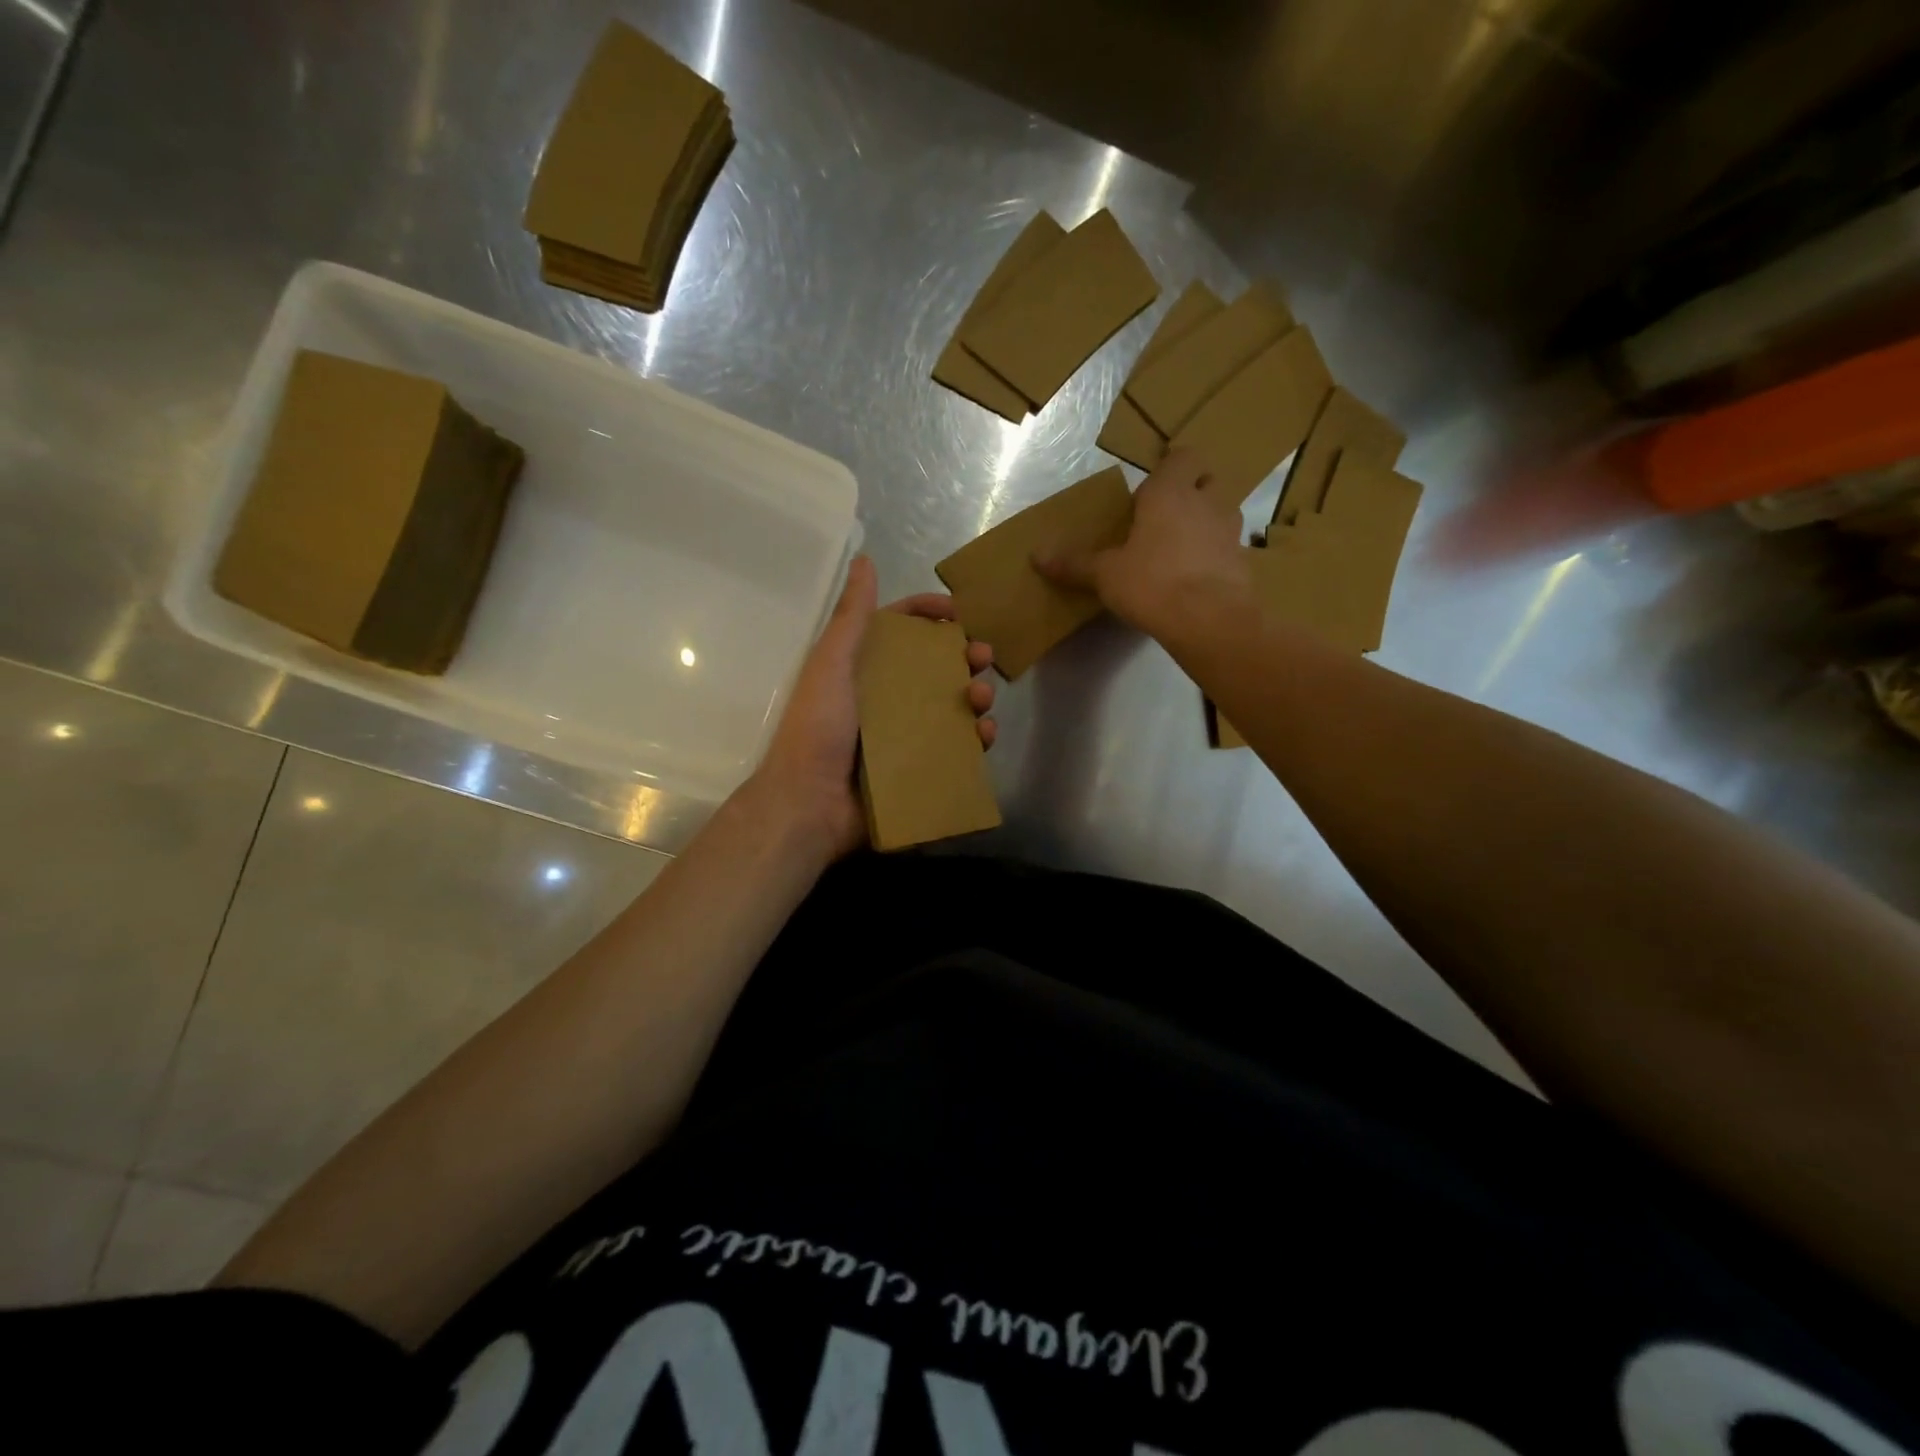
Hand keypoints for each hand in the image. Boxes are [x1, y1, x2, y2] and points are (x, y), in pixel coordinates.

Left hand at [744, 556, 995, 859]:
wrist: (809, 804)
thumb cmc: (818, 728)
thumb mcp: (832, 664)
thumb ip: (851, 616)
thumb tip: (864, 560)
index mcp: (862, 668)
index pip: (901, 629)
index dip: (929, 614)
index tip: (959, 612)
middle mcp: (884, 696)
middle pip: (934, 666)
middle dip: (963, 657)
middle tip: (983, 658)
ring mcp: (903, 734)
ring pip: (950, 706)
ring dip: (974, 696)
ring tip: (981, 699)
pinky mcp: (917, 767)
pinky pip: (954, 747)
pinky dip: (974, 739)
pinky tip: (984, 736)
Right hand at [1034, 448, 1252, 641]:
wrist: (1209, 620)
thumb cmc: (1152, 583)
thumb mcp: (1105, 574)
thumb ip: (1074, 563)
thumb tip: (1036, 556)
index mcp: (1170, 493)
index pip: (1182, 456)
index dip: (1169, 467)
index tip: (1149, 489)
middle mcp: (1206, 503)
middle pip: (1208, 479)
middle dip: (1191, 490)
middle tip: (1164, 516)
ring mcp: (1230, 532)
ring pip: (1222, 512)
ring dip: (1205, 522)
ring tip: (1180, 548)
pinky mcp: (1242, 562)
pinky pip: (1227, 547)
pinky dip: (1214, 555)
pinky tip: (1194, 578)